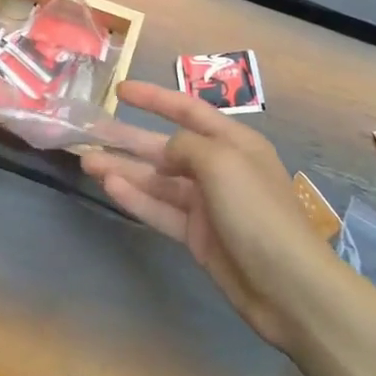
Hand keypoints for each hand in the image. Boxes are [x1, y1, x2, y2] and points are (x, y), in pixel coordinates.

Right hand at [81, 81, 332, 348]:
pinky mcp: (198, 235)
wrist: (287, 286)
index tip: (120, 89)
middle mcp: (219, 168)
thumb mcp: (221, 162)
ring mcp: (207, 203)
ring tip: (88, 162)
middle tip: (89, 133)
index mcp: (233, 142)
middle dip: (128, 139)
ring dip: (124, 169)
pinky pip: (161, 210)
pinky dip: (137, 198)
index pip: (187, 110)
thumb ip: (185, 146)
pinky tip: (111, 188)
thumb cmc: (257, 211)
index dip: (154, 98)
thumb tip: (166, 154)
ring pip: (158, 180)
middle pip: (165, 147)